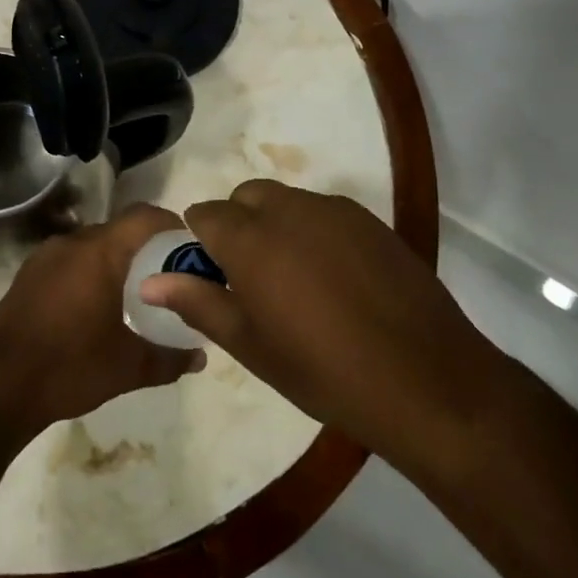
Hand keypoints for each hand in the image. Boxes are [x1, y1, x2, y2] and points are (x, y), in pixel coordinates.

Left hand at [0, 205, 205, 447]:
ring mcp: (45, 256)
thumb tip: (200, 357)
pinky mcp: (28, 274)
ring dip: (116, 260)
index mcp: (99, 253)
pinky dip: (91, 271)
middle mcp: (72, 242)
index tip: (191, 248)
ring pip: (93, 244)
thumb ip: (169, 358)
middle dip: (147, 247)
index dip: (171, 225)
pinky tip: (97, 305)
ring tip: (136, 293)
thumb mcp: (127, 368)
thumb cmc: (68, 368)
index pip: (144, 217)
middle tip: (169, 276)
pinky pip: (71, 259)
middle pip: (119, 229)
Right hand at [140, 180, 510, 463]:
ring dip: (276, 226)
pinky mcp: (371, 221)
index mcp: (251, 238)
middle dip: (238, 225)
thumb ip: (198, 303)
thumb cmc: (325, 371)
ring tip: (298, 281)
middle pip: (246, 197)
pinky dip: (314, 231)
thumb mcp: (252, 346)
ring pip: (286, 201)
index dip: (201, 243)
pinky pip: (325, 213)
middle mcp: (289, 209)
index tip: (213, 276)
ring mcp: (334, 210)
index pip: (205, 214)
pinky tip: (337, 279)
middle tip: (253, 280)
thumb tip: (150, 280)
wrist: (427, 380)